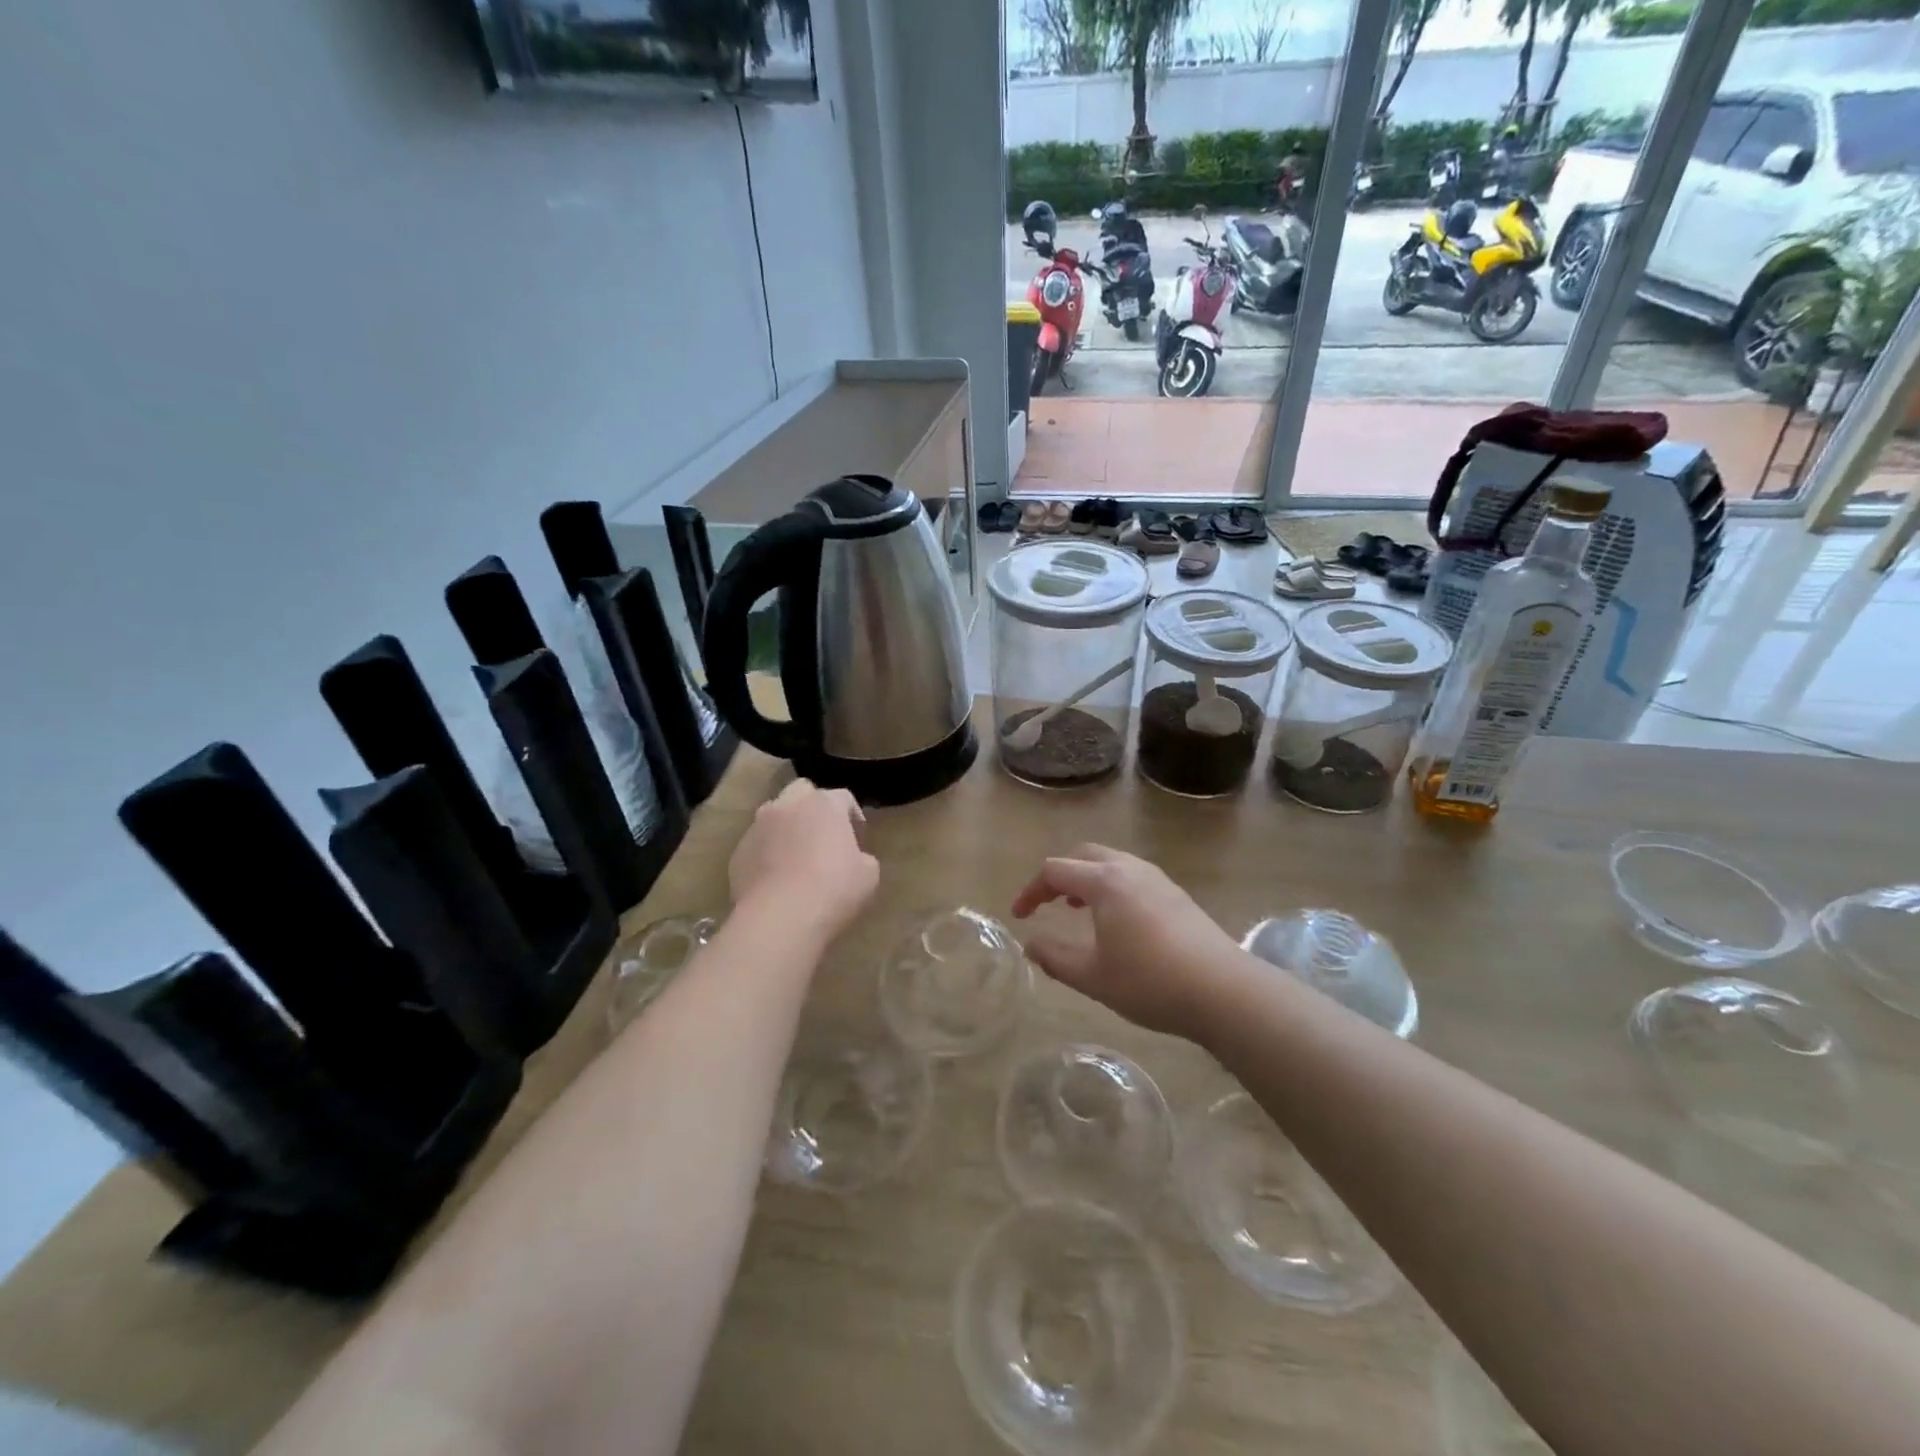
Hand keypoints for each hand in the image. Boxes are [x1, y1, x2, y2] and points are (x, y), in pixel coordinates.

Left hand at [729, 779, 878, 940]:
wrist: (780, 918)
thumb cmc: (834, 890)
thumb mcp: (869, 874)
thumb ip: (862, 857)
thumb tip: (853, 859)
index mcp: (824, 804)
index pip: (843, 797)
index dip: (853, 816)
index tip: (858, 840)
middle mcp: (788, 805)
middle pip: (802, 792)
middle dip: (813, 809)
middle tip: (823, 838)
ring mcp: (758, 827)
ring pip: (774, 816)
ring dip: (787, 829)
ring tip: (796, 859)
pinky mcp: (738, 852)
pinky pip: (758, 845)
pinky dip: (767, 854)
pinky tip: (776, 880)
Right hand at [1011, 844, 1239, 1041]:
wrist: (1224, 991)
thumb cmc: (1150, 982)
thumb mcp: (1093, 977)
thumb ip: (1055, 958)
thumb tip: (1031, 945)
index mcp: (1104, 882)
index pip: (1055, 870)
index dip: (1031, 891)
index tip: (1020, 917)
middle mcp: (1130, 869)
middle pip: (1084, 855)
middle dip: (1059, 875)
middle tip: (1048, 904)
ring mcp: (1158, 879)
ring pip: (1112, 862)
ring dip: (1088, 878)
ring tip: (1079, 909)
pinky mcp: (1177, 894)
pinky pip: (1133, 875)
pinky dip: (1112, 886)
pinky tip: (1117, 920)